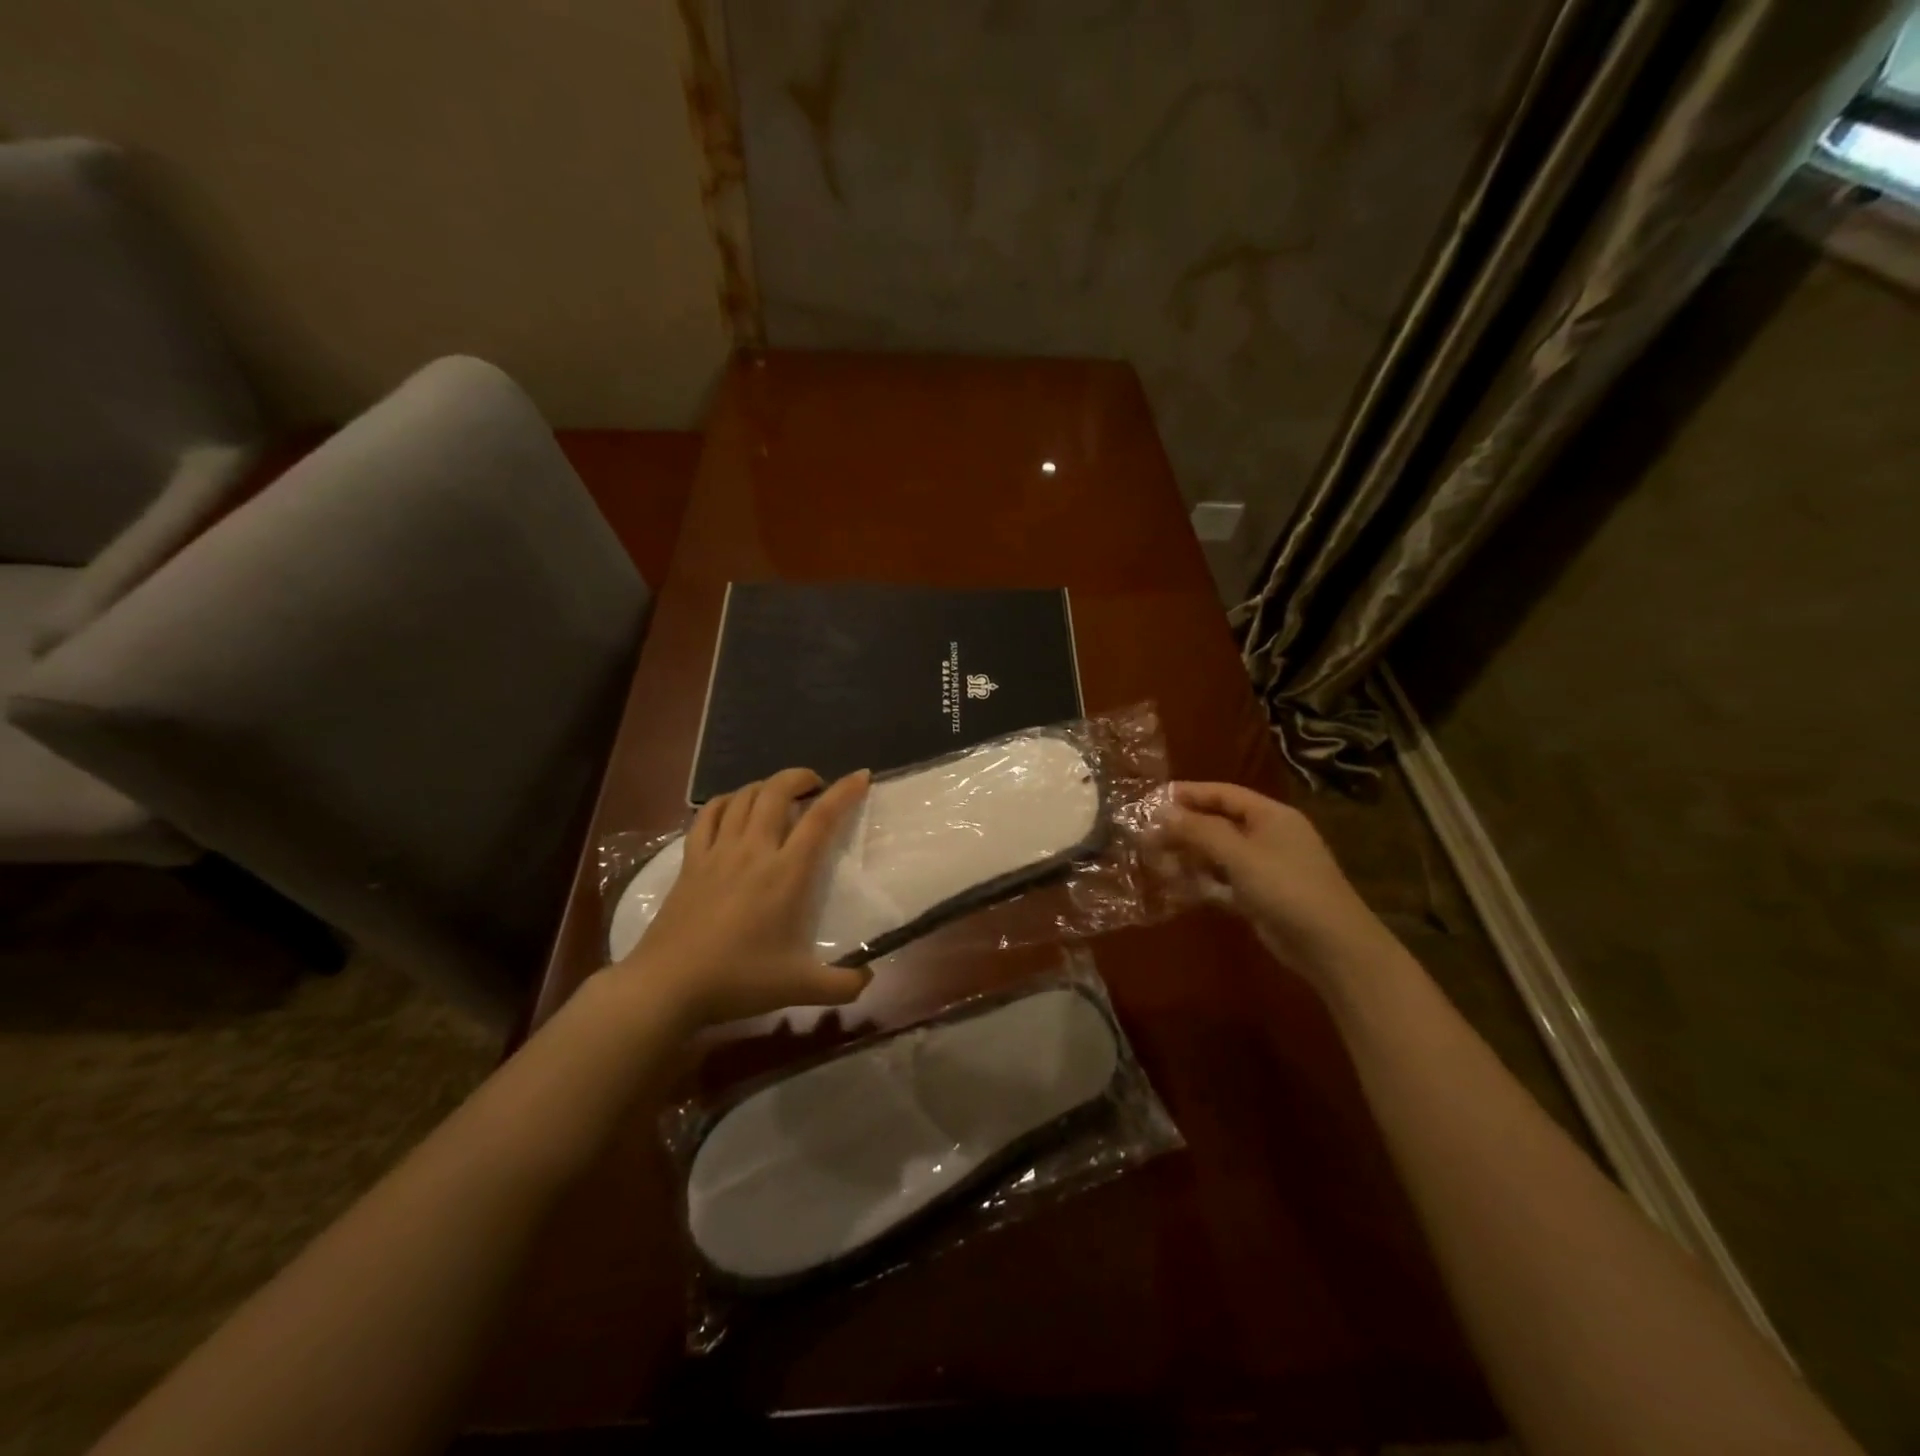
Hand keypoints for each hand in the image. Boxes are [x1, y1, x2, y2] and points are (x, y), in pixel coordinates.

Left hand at [616, 767, 872, 1026]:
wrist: (667, 986)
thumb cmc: (738, 980)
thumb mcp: (798, 988)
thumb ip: (841, 986)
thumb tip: (868, 980)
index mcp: (786, 873)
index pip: (820, 819)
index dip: (844, 792)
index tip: (860, 776)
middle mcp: (753, 850)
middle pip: (776, 791)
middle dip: (800, 777)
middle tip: (815, 786)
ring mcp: (718, 852)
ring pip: (743, 797)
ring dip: (765, 786)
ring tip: (778, 795)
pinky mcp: (690, 861)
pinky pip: (707, 815)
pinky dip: (724, 801)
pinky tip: (732, 808)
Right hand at [1161, 781, 1399, 992]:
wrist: (1331, 946)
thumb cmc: (1286, 888)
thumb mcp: (1239, 854)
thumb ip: (1200, 831)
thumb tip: (1162, 812)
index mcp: (1270, 815)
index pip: (1223, 794)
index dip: (1188, 794)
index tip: (1152, 801)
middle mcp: (1268, 836)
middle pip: (1218, 822)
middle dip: (1183, 828)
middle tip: (1146, 836)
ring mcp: (1266, 867)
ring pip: (1219, 853)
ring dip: (1189, 856)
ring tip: (1156, 861)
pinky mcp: (1261, 896)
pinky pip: (1224, 881)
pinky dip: (1202, 881)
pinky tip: (1177, 886)